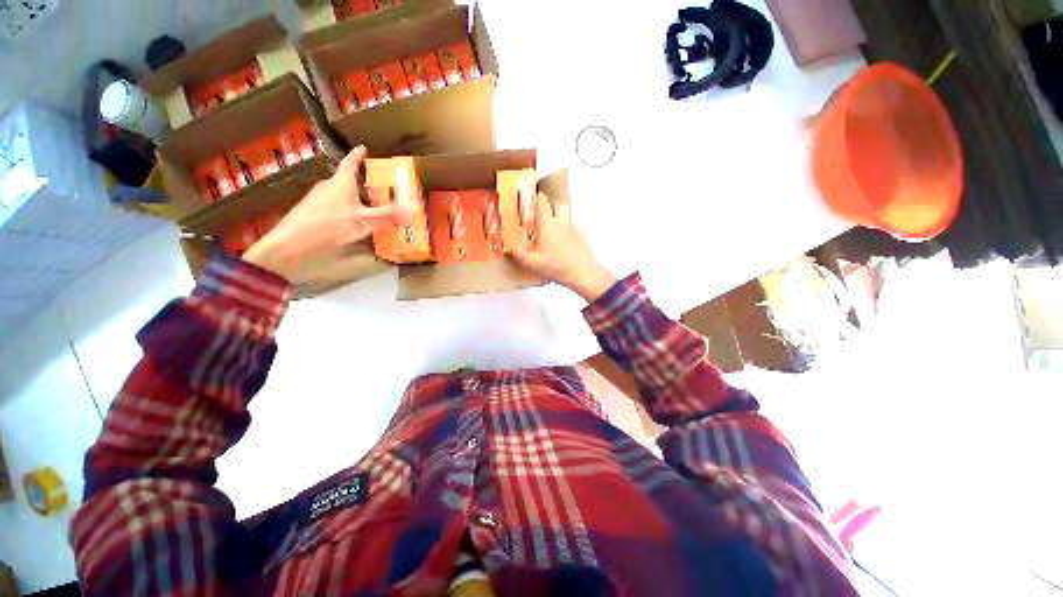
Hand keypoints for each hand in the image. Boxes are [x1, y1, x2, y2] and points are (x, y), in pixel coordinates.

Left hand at [243, 146, 408, 281]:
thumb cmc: (327, 225)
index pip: (351, 163)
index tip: (364, 148)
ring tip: (372, 206)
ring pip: (342, 194)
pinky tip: (355, 222)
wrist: (290, 243)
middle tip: (380, 187)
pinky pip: (337, 205)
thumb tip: (411, 213)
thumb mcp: (362, 221)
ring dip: (357, 197)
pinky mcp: (314, 212)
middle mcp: (329, 186)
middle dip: (364, 182)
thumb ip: (386, 216)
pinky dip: (349, 209)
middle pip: (348, 180)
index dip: (358, 155)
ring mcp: (319, 199)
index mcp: (341, 183)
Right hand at [510, 193, 616, 301]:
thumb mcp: (532, 263)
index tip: (534, 195)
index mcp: (548, 225)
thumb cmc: (559, 267)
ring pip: (563, 223)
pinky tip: (562, 252)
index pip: (542, 203)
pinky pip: (571, 234)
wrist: (584, 275)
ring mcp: (574, 230)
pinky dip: (566, 239)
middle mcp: (562, 223)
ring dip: (557, 228)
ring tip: (550, 244)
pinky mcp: (582, 239)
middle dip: (548, 213)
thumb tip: (513, 246)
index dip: (537, 197)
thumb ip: (519, 252)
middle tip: (541, 223)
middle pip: (555, 210)